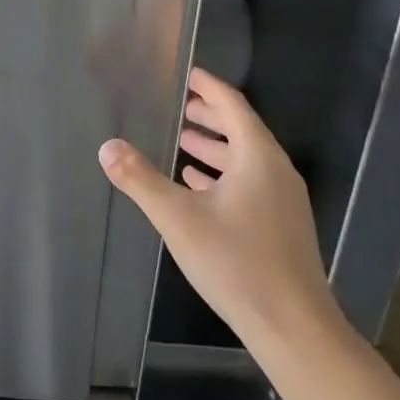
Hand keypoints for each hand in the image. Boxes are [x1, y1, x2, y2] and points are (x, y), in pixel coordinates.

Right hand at [98, 67, 337, 347]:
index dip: (209, 87)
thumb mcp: (178, 217)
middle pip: (242, 130)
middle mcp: (276, 172)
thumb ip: (140, 179)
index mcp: (257, 158)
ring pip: (246, 160)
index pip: (233, 106)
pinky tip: (199, 186)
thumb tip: (107, 146)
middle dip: (210, 116)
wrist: (293, 325)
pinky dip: (223, 175)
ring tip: (183, 143)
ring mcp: (283, 201)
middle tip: (180, 106)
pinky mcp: (281, 226)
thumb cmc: (235, 262)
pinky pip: (250, 184)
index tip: (188, 74)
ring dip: (215, 147)